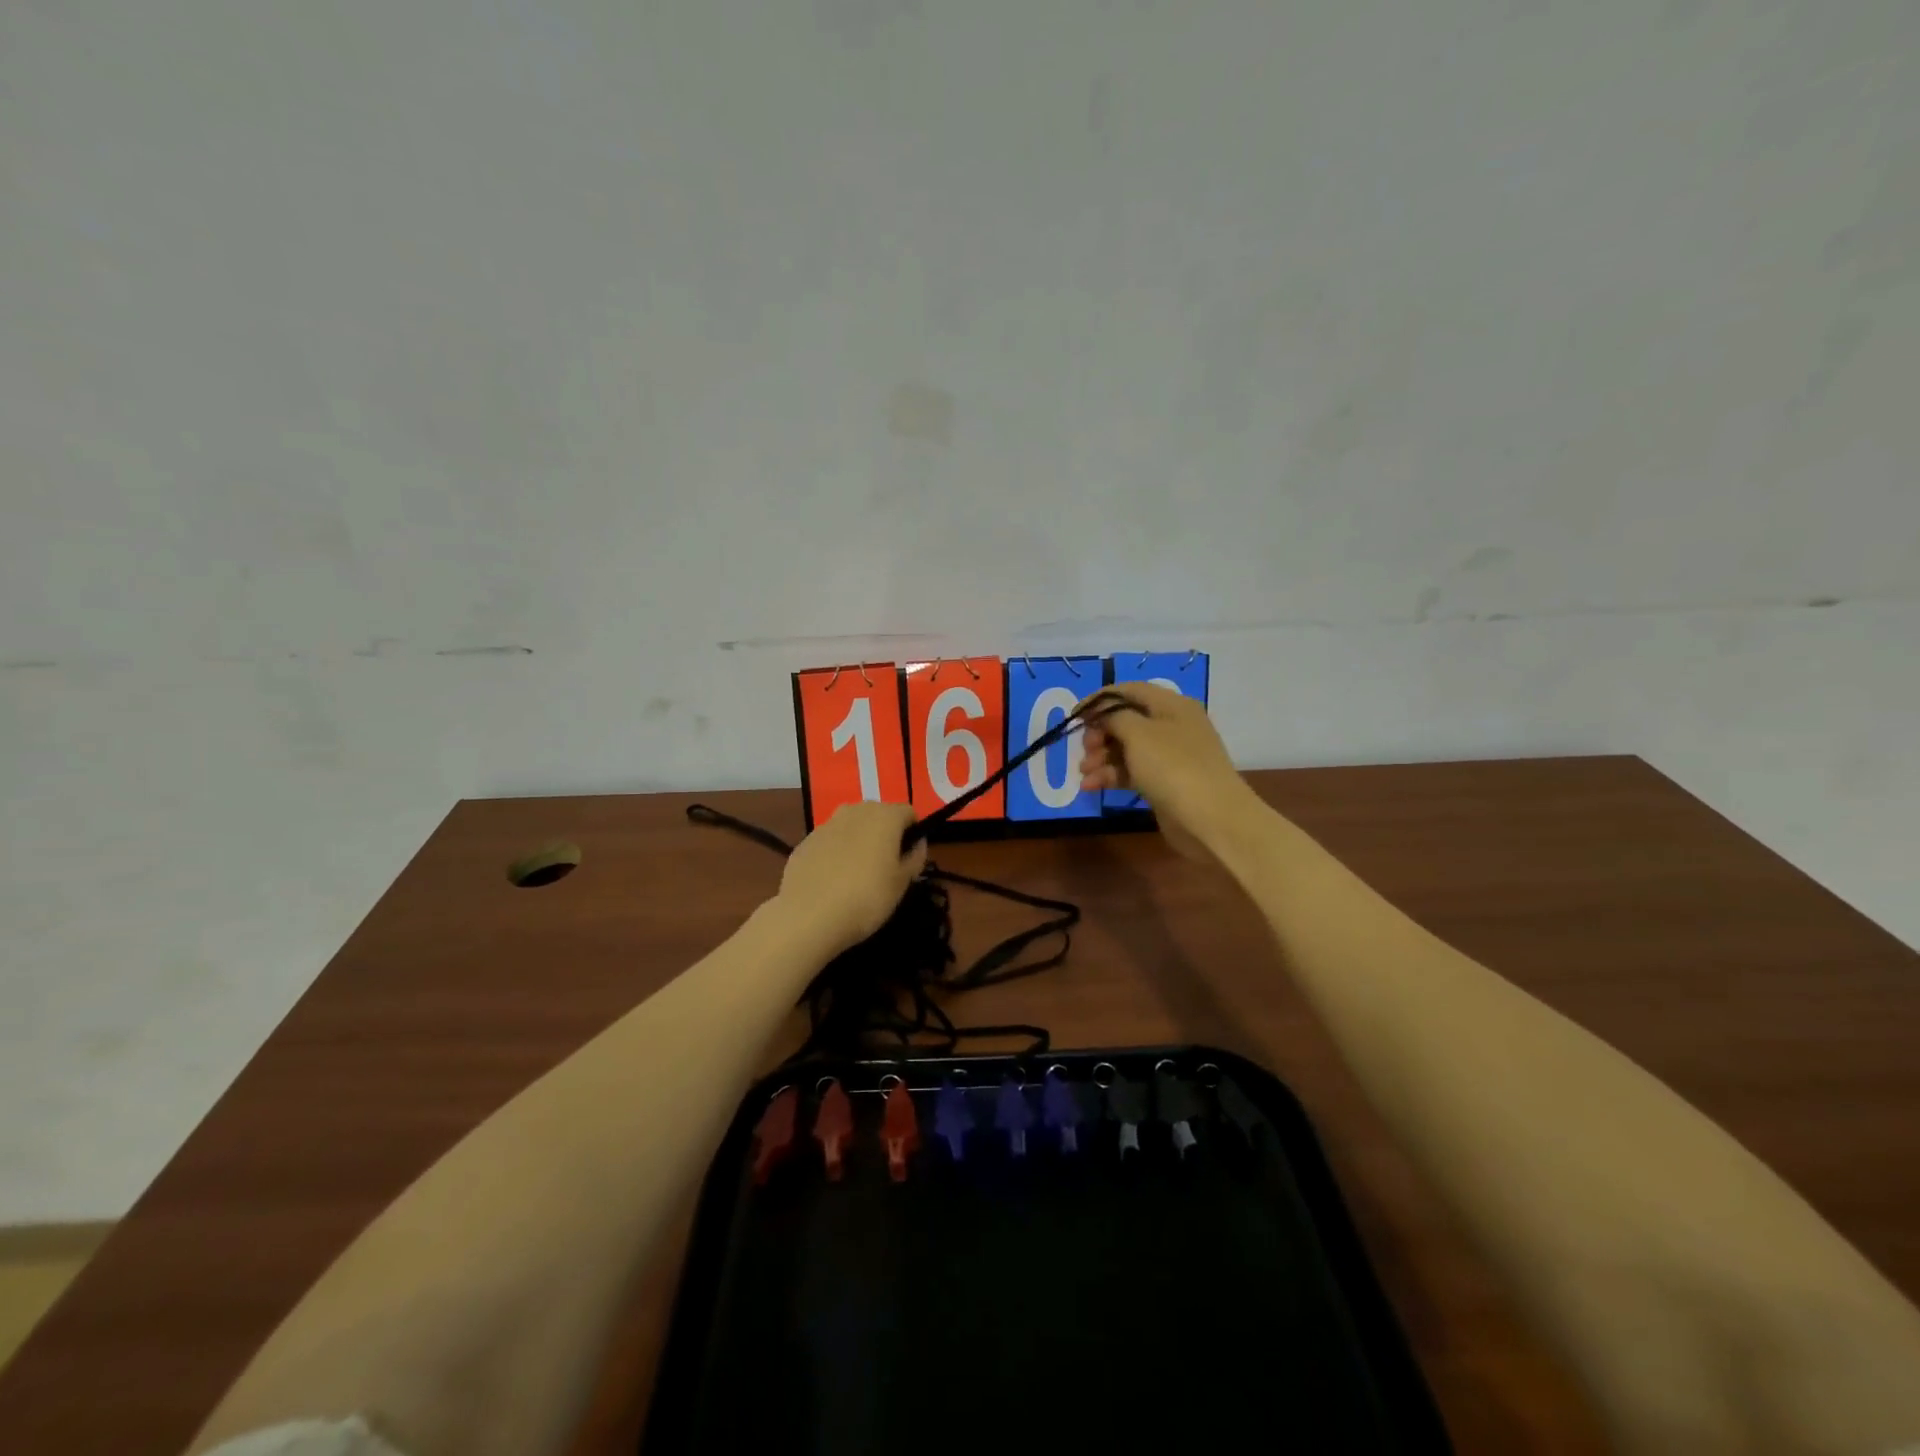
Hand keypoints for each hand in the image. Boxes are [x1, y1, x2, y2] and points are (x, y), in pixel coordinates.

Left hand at [776, 801, 926, 954]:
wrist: (808, 915)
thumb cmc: (866, 897)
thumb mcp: (902, 883)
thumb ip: (915, 857)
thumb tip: (918, 843)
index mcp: (885, 816)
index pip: (909, 812)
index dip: (913, 833)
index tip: (911, 858)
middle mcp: (856, 810)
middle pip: (879, 815)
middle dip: (886, 834)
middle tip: (887, 866)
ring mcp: (827, 824)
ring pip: (852, 826)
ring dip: (860, 841)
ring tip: (858, 874)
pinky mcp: (805, 841)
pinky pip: (830, 841)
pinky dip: (836, 853)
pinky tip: (833, 881)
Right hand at [1076, 682, 1254, 856]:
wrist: (1211, 818)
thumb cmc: (1173, 767)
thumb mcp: (1139, 733)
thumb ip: (1115, 717)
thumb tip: (1105, 716)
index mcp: (1171, 705)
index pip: (1129, 690)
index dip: (1099, 700)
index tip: (1074, 716)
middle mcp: (1172, 726)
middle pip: (1126, 720)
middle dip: (1100, 733)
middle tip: (1084, 748)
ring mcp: (1170, 757)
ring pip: (1126, 749)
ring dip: (1101, 758)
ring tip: (1084, 773)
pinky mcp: (1164, 783)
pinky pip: (1132, 772)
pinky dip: (1111, 776)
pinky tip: (1091, 787)